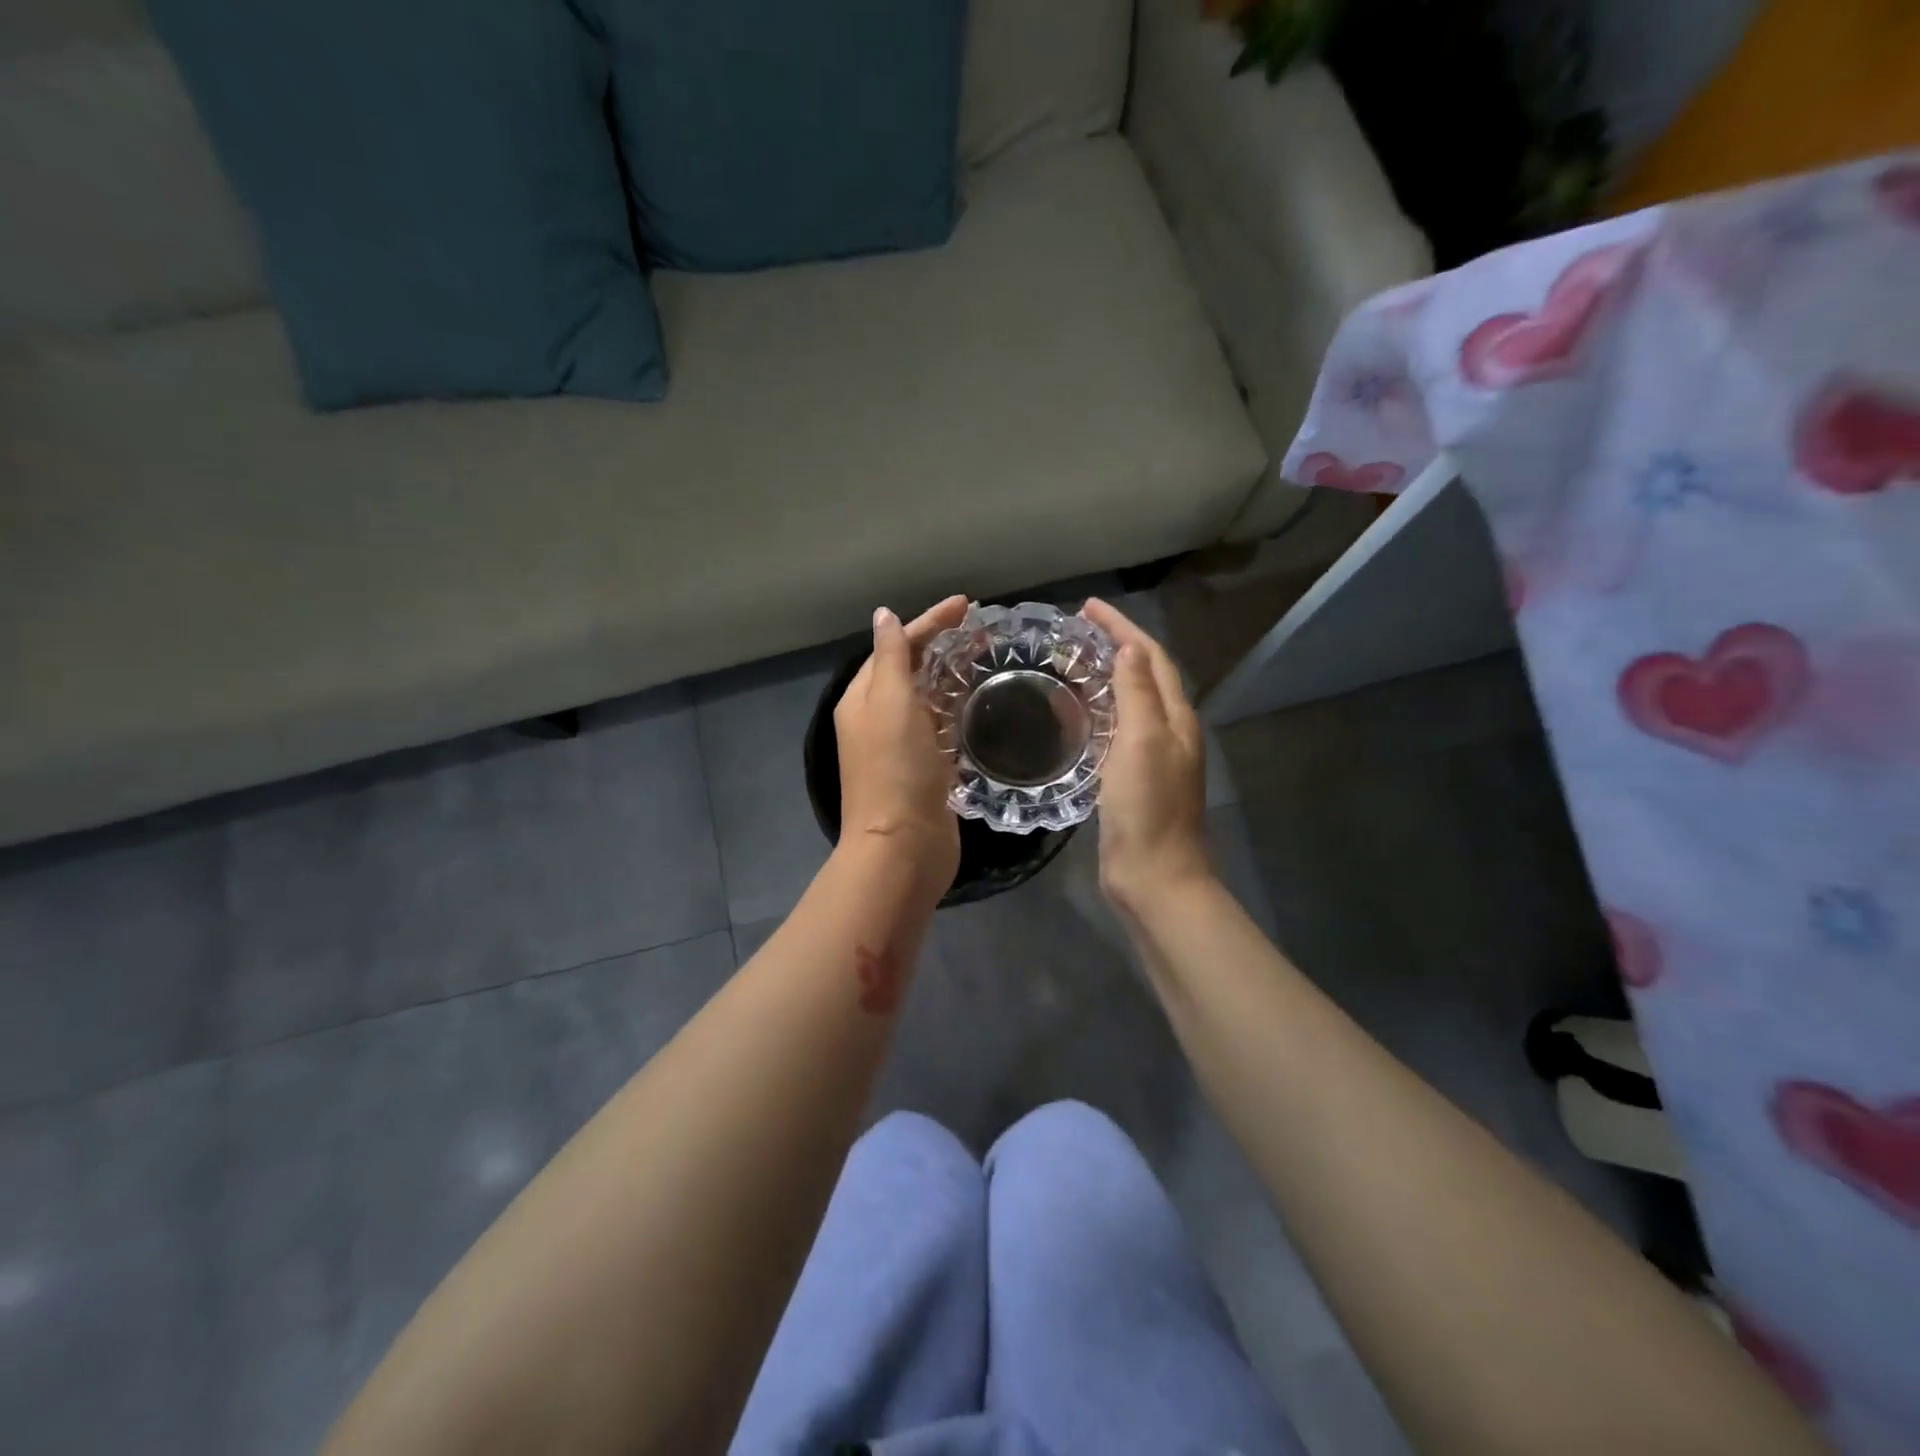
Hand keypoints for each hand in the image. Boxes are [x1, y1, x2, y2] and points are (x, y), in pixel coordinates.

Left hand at [834, 595, 967, 895]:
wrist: (904, 846)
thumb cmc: (896, 769)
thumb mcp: (891, 703)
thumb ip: (891, 658)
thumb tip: (883, 617)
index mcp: (863, 699)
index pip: (896, 646)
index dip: (929, 622)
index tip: (967, 604)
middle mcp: (877, 719)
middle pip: (910, 670)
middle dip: (941, 646)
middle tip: (982, 631)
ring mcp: (901, 747)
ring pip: (927, 700)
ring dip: (951, 677)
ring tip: (987, 659)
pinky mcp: (924, 770)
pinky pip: (940, 728)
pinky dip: (956, 711)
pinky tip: (979, 705)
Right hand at [1080, 598, 1212, 912]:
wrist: (1153, 874)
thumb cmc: (1147, 807)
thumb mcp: (1142, 741)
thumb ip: (1138, 692)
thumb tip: (1130, 647)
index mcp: (1175, 717)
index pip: (1151, 656)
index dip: (1122, 628)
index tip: (1088, 607)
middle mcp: (1169, 730)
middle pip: (1145, 674)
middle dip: (1115, 645)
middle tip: (1076, 631)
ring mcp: (1153, 756)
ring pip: (1131, 701)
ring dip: (1107, 676)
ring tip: (1072, 662)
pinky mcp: (1133, 778)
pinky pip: (1118, 730)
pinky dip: (1099, 711)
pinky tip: (1076, 715)